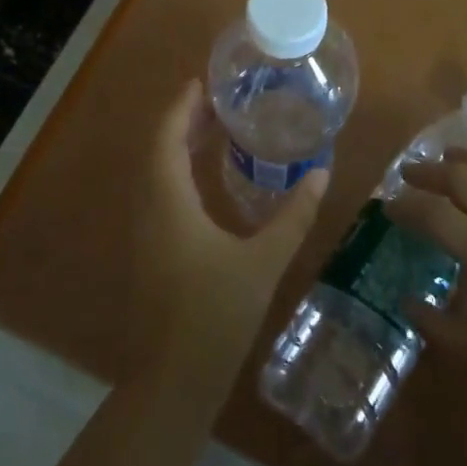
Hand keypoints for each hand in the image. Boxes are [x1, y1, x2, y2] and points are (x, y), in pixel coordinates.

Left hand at [129, 80, 327, 390]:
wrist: (172, 382)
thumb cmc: (215, 316)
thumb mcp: (262, 263)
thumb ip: (293, 216)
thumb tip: (321, 174)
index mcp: (168, 202)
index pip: (166, 137)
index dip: (181, 106)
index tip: (202, 82)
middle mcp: (149, 209)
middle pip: (157, 150)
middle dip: (183, 121)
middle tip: (218, 101)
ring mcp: (145, 232)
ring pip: (155, 173)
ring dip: (178, 146)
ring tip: (214, 129)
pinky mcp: (150, 251)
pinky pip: (159, 194)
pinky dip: (177, 172)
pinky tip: (205, 180)